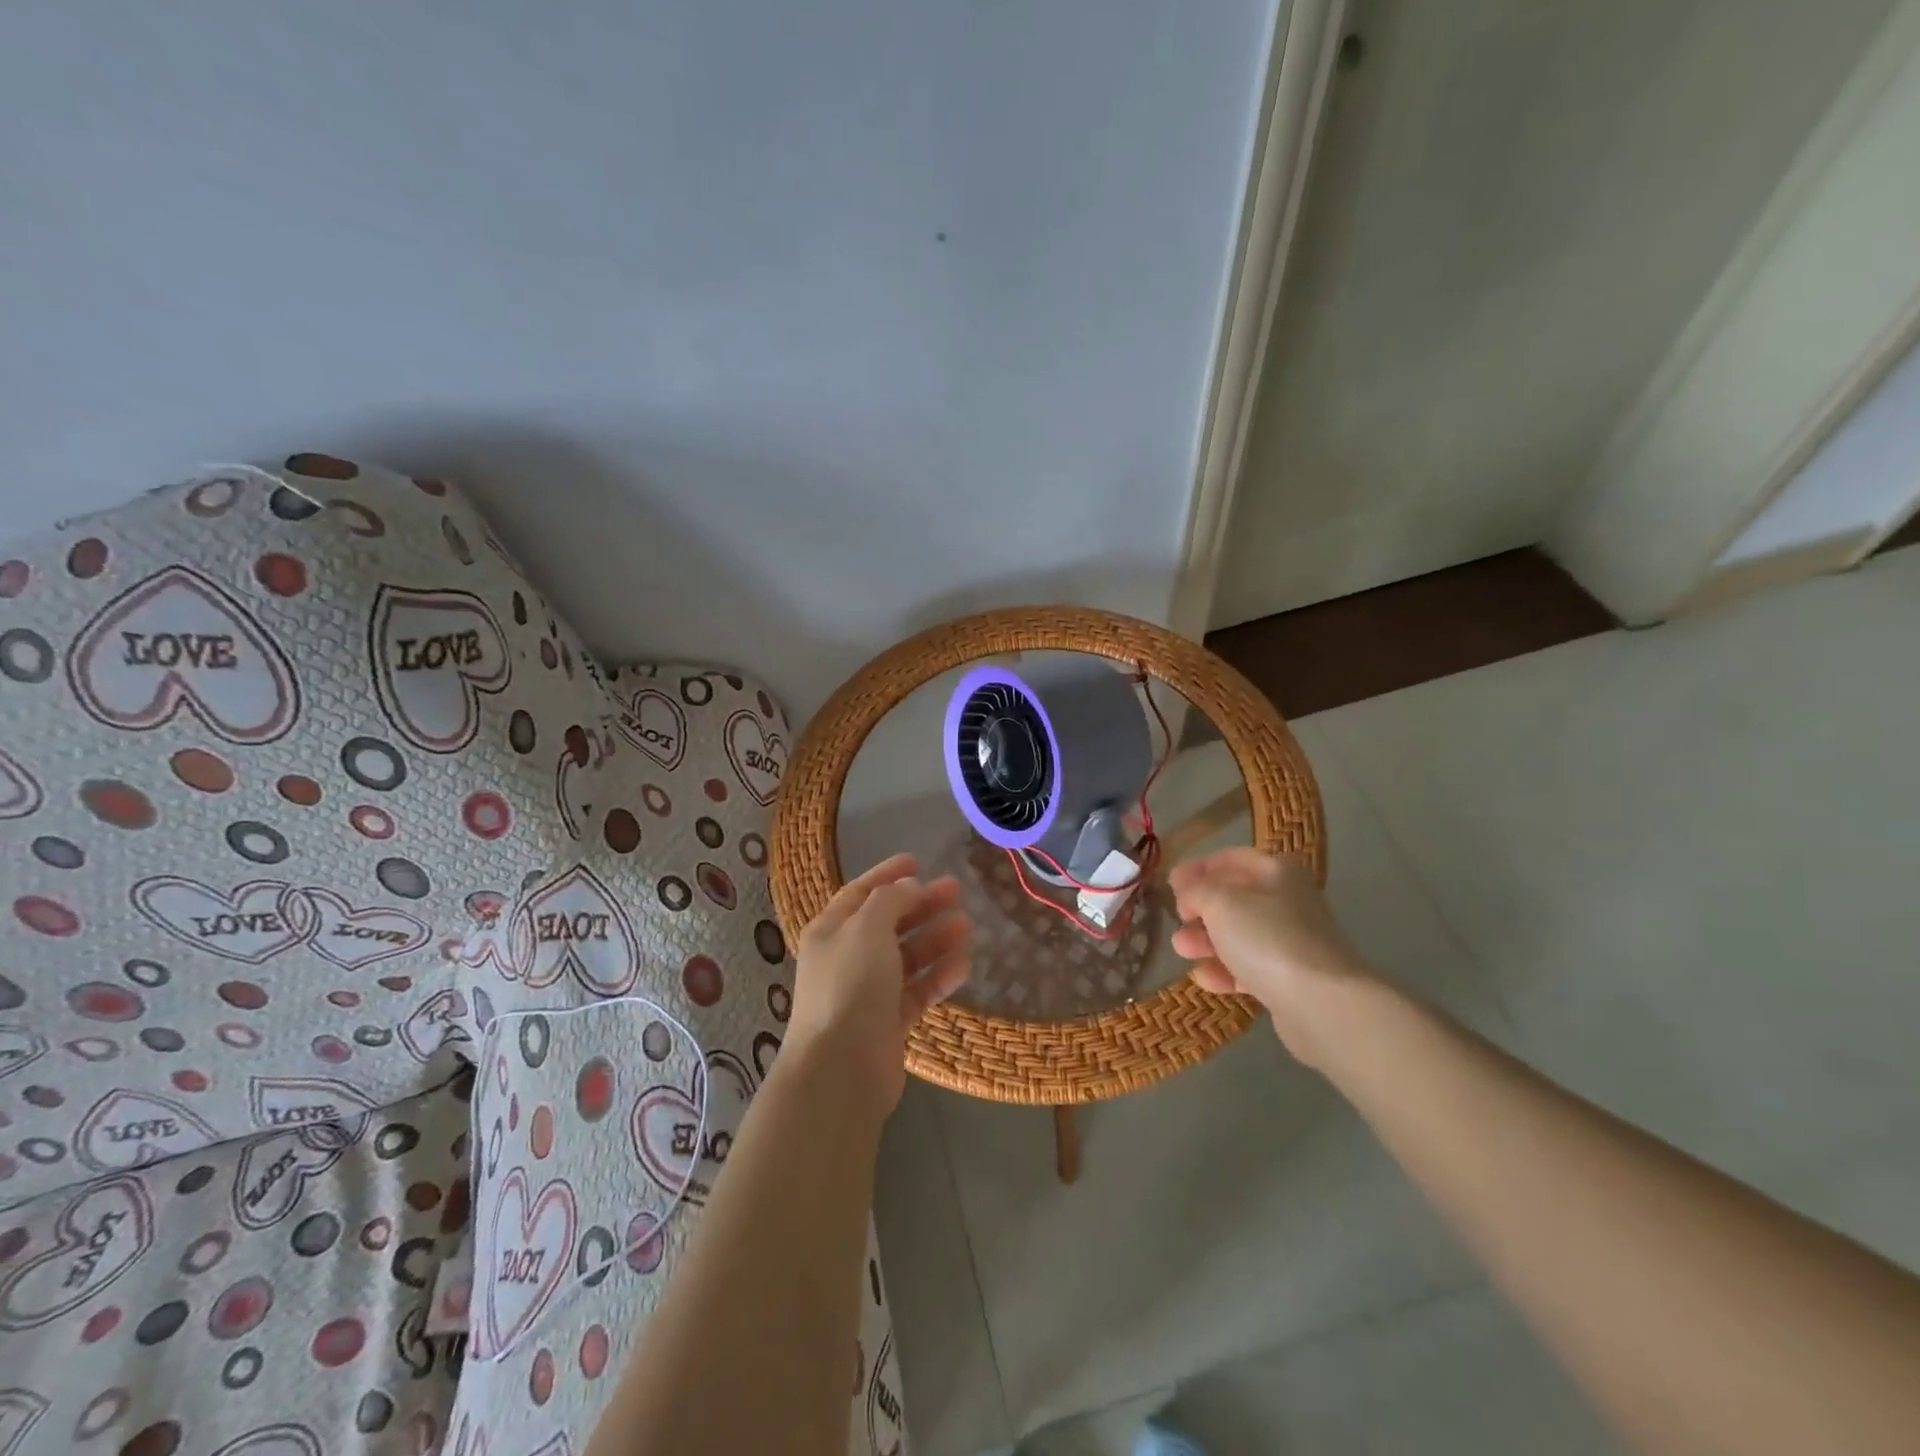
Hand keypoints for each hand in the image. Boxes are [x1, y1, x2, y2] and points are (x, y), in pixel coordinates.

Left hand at [787, 852, 973, 1112]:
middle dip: (921, 905)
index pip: (860, 892)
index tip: (918, 860)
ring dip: (935, 940)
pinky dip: (938, 977)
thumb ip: (890, 900)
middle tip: (956, 890)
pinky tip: (964, 966)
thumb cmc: (850, 985)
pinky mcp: (888, 1022)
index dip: (887, 875)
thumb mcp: (867, 927)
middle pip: (888, 922)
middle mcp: (846, 958)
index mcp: (831, 930)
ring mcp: (868, 992)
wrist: (841, 1068)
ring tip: (967, 926)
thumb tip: (908, 886)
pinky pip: (917, 991)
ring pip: (907, 957)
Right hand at [1169, 848, 1371, 1064]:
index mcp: (1277, 872)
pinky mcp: (1290, 979)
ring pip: (1239, 935)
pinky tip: (1204, 979)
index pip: (1232, 859)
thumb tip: (1185, 888)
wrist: (1321, 1003)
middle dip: (1200, 909)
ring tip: (1182, 950)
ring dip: (1206, 941)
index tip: (1170, 882)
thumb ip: (1195, 889)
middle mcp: (1288, 902)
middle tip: (1177, 919)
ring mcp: (1291, 942)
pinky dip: (1225, 971)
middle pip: (1234, 898)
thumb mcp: (1220, 902)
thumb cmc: (1267, 937)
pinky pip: (1250, 968)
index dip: (1198, 867)